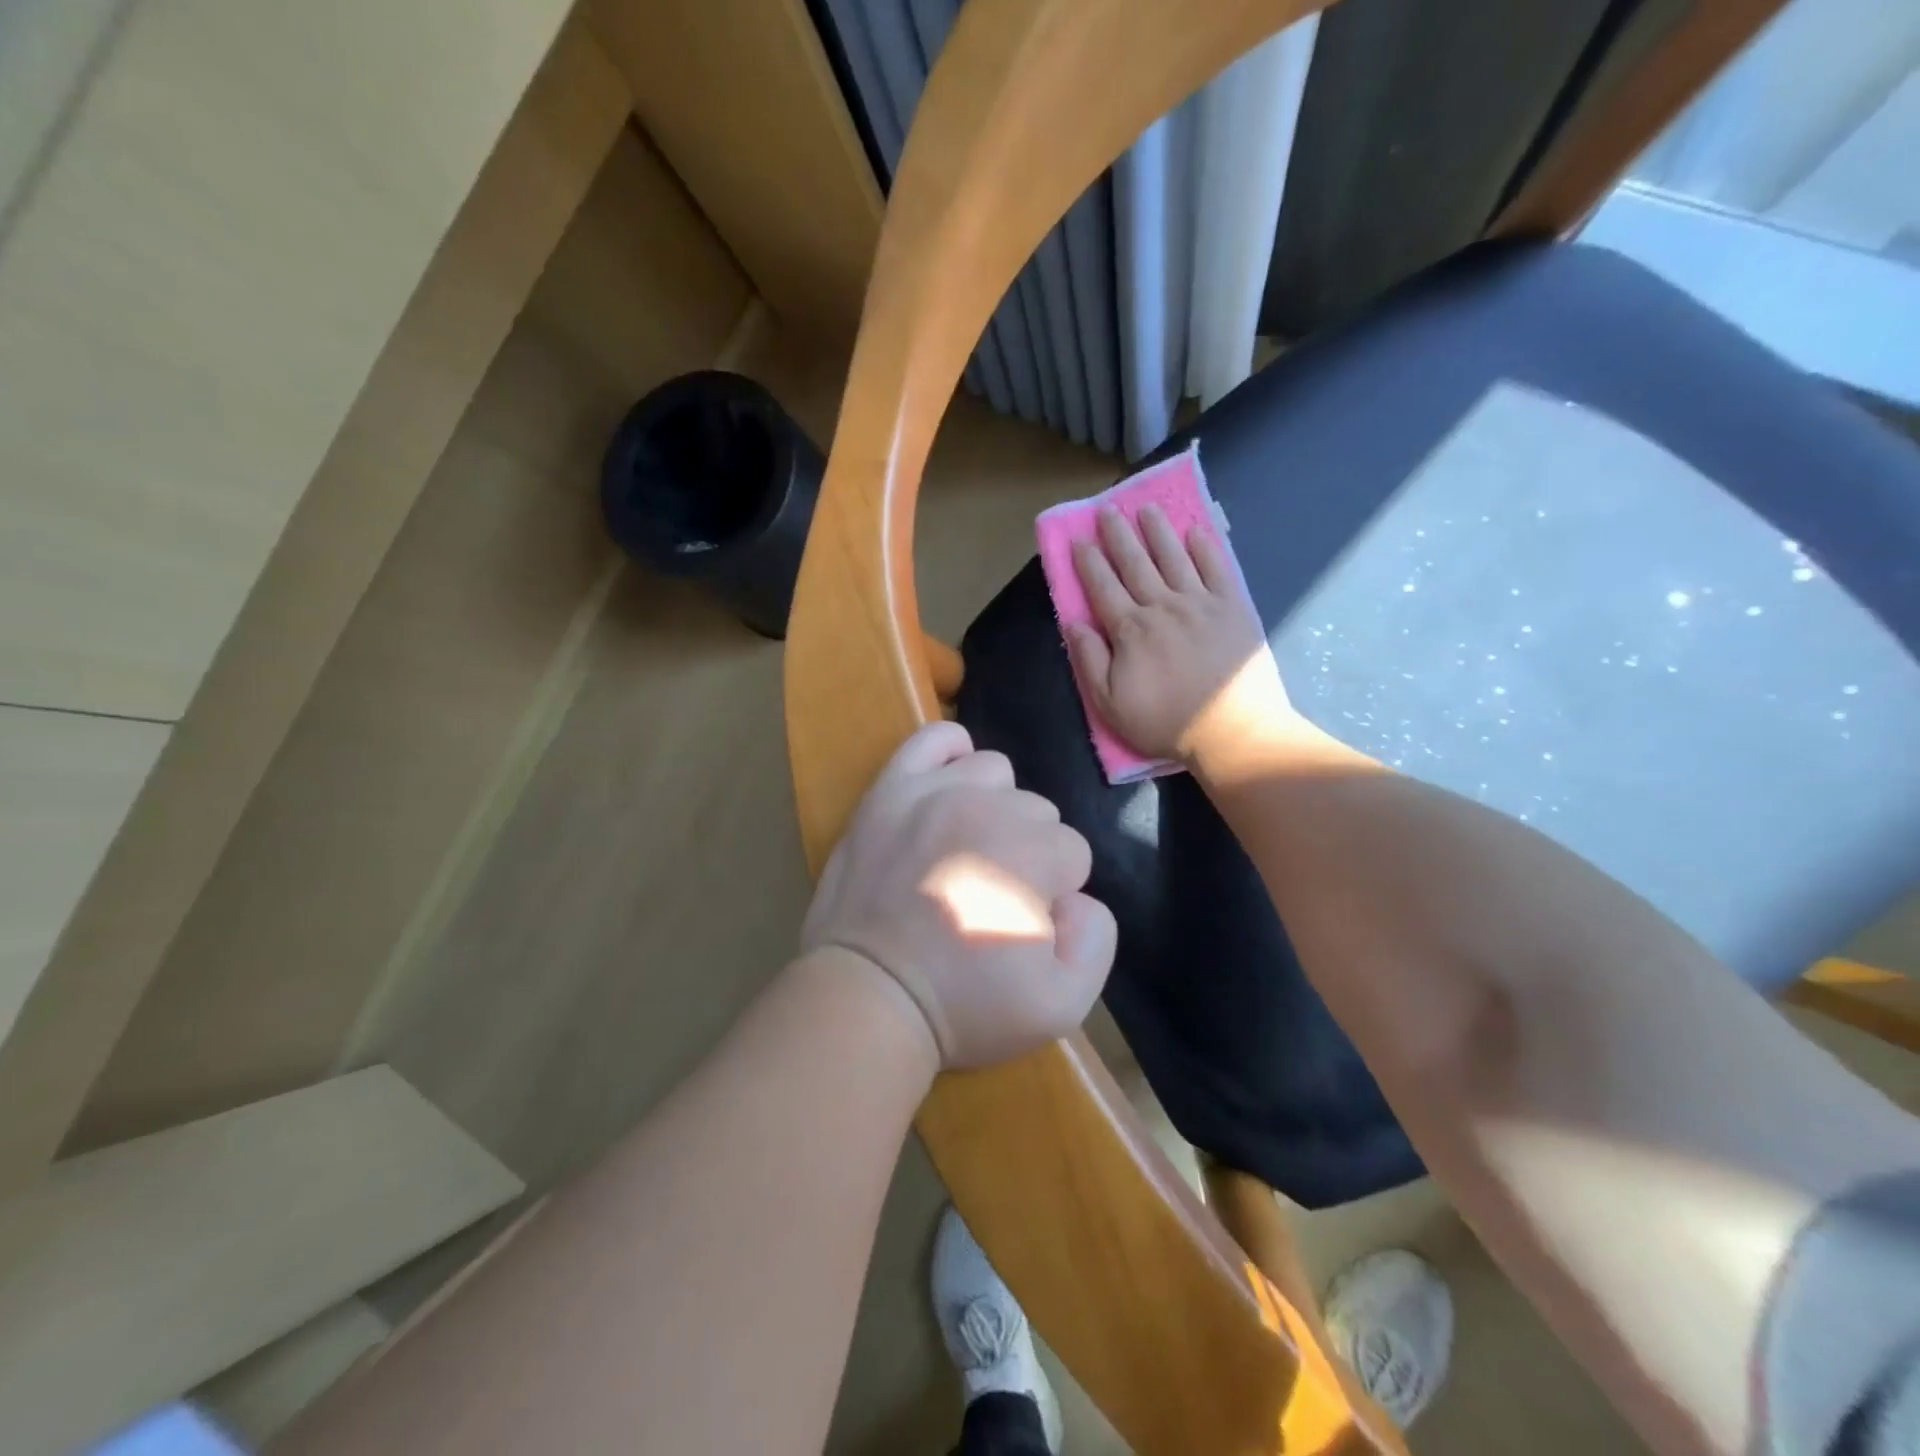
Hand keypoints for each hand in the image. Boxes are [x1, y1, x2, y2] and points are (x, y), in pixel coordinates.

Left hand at [800, 722, 1116, 1069]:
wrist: (868, 997)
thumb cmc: (964, 1007)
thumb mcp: (1062, 1006)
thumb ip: (1096, 939)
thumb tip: (1076, 898)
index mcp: (1033, 852)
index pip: (1072, 853)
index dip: (1052, 893)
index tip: (1019, 925)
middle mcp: (987, 807)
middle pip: (1036, 812)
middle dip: (1026, 853)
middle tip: (989, 897)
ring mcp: (933, 791)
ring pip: (994, 773)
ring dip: (993, 807)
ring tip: (966, 851)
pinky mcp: (890, 790)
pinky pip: (932, 739)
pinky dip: (950, 752)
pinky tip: (950, 786)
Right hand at [1065, 504, 1295, 766]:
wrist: (1232, 731)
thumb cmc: (1165, 722)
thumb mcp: (1110, 704)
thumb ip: (1089, 660)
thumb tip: (1072, 623)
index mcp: (1130, 630)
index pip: (1103, 587)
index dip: (1088, 562)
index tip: (1078, 540)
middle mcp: (1163, 606)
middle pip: (1135, 563)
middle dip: (1117, 535)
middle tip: (1107, 510)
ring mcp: (1200, 603)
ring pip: (1173, 557)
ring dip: (1157, 531)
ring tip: (1146, 509)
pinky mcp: (1233, 607)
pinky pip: (1216, 568)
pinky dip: (1204, 548)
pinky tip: (1194, 532)